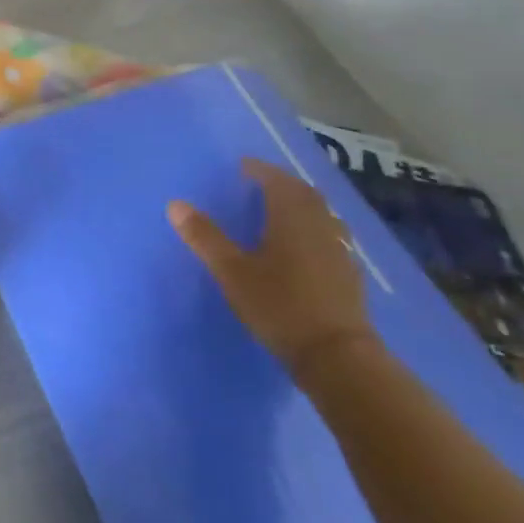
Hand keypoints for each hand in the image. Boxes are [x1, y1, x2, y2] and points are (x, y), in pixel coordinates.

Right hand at [168, 159, 373, 378]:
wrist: (336, 356)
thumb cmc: (279, 305)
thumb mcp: (231, 271)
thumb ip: (205, 237)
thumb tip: (176, 204)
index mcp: (292, 220)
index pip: (278, 183)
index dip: (261, 171)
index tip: (244, 166)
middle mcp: (320, 228)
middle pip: (305, 195)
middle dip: (283, 184)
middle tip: (261, 181)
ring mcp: (339, 252)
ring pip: (322, 215)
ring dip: (302, 204)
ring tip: (282, 208)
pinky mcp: (347, 275)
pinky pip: (330, 236)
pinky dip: (314, 228)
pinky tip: (304, 244)